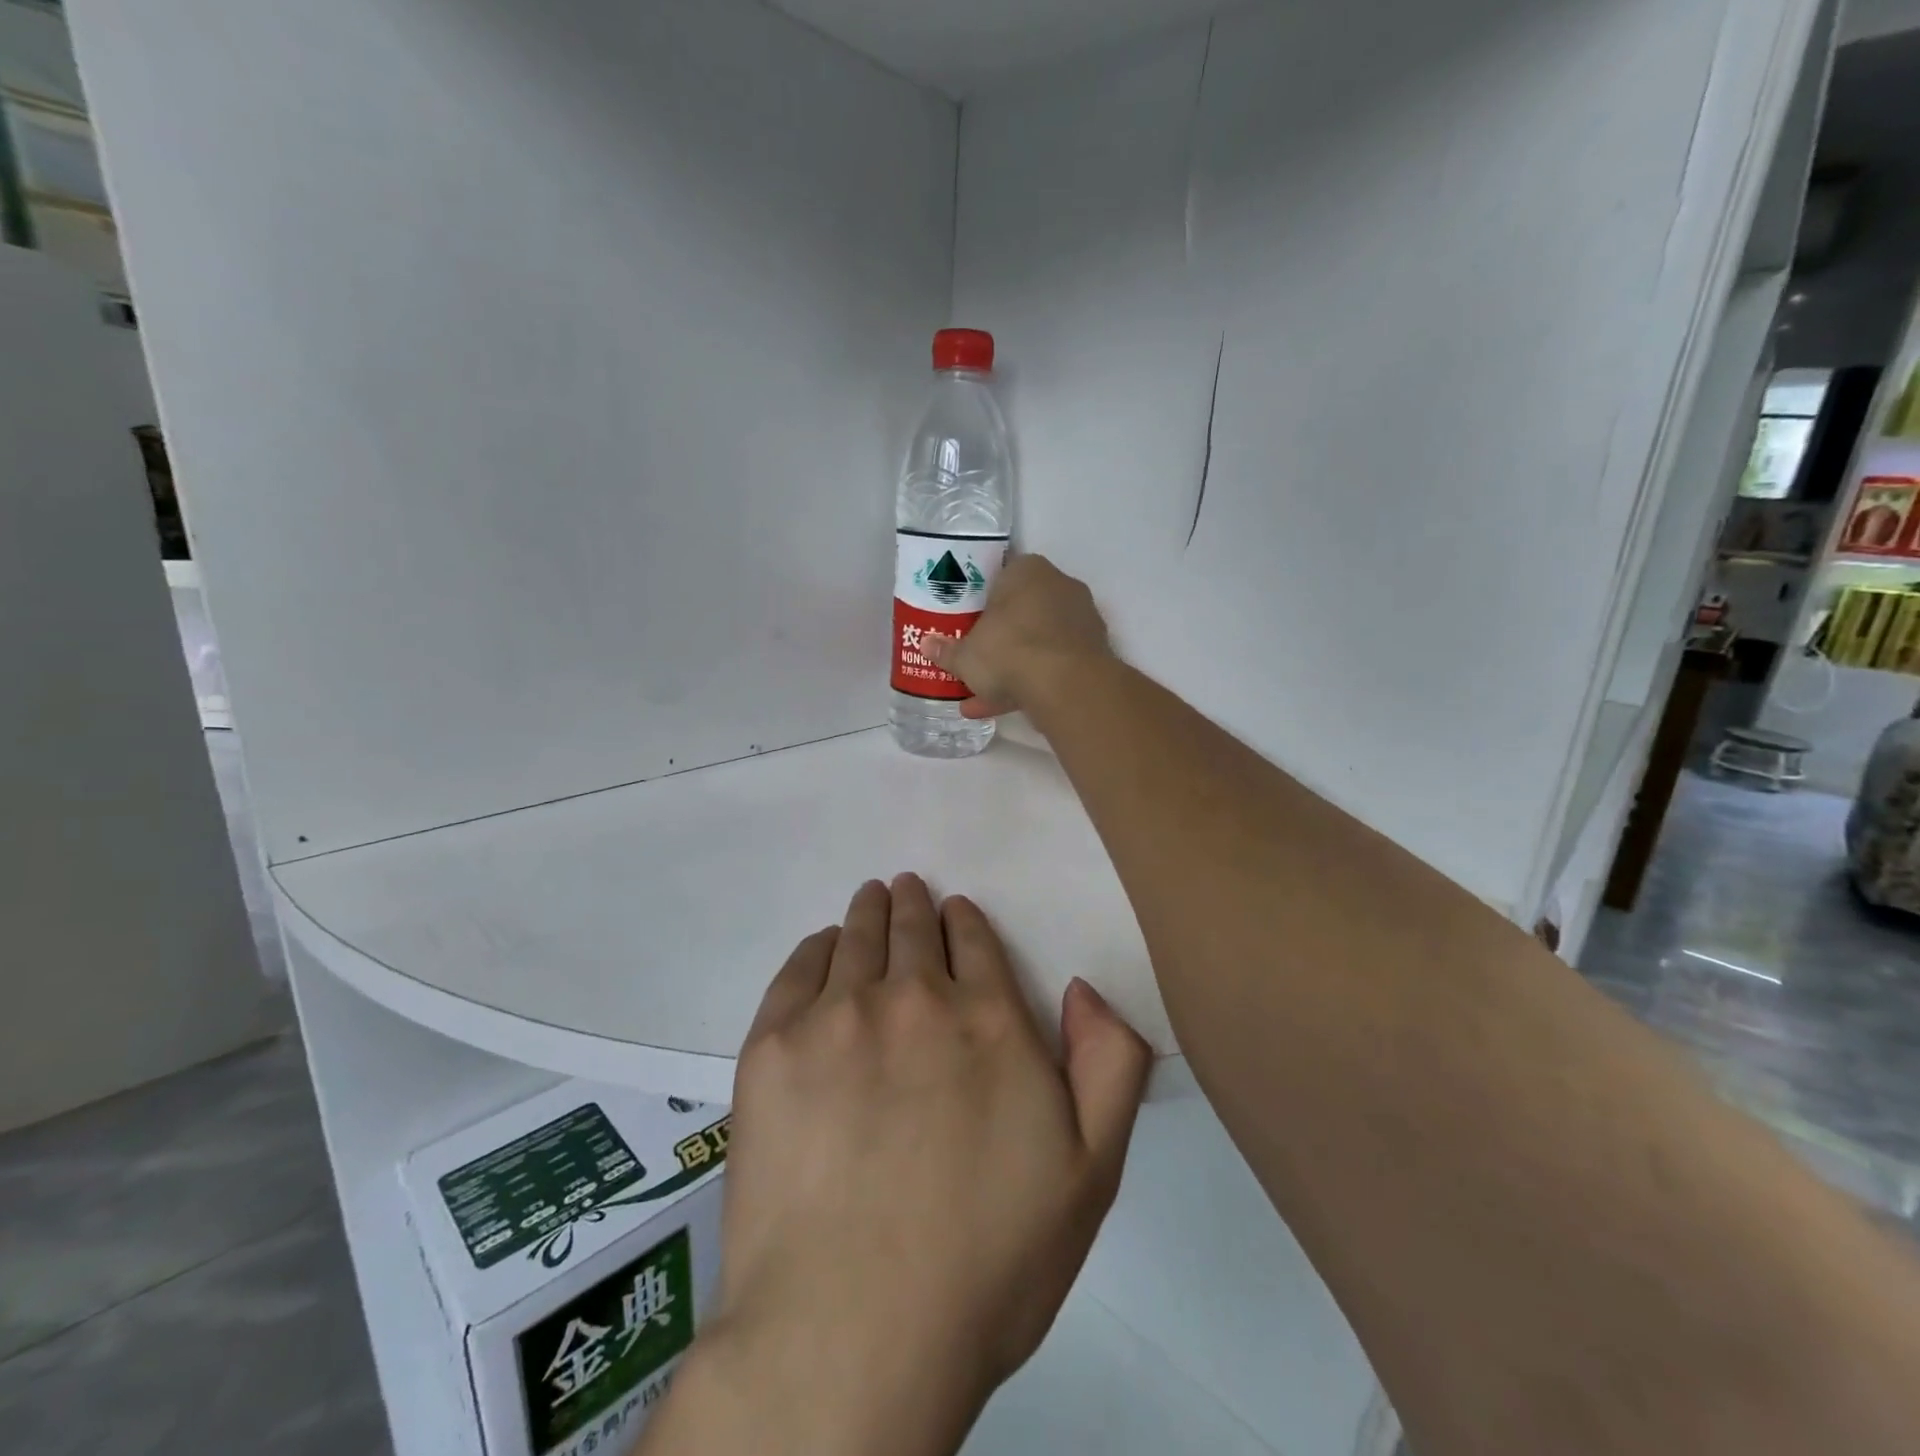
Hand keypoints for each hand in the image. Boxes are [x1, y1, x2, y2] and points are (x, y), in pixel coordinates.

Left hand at [688, 875, 1150, 1455]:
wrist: (850, 1331)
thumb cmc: (985, 1262)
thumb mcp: (1090, 1173)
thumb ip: (1108, 1065)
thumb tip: (1082, 989)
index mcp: (989, 1019)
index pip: (975, 941)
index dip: (965, 921)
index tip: (956, 911)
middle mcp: (914, 997)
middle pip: (914, 928)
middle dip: (915, 905)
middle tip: (906, 889)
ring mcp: (837, 1016)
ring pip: (857, 937)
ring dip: (869, 911)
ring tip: (871, 898)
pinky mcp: (772, 1046)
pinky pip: (798, 969)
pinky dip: (816, 947)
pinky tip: (822, 945)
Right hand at [923, 554, 1112, 718]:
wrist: (1066, 685)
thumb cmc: (1009, 650)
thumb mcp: (966, 654)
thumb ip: (947, 650)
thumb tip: (927, 644)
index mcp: (1028, 571)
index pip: (1001, 577)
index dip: (981, 601)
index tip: (967, 624)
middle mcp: (1059, 587)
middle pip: (1021, 612)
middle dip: (997, 639)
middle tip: (974, 659)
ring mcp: (1080, 621)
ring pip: (1037, 643)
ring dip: (1011, 668)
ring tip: (978, 696)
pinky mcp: (1091, 655)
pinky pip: (1052, 666)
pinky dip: (1029, 684)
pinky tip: (998, 709)